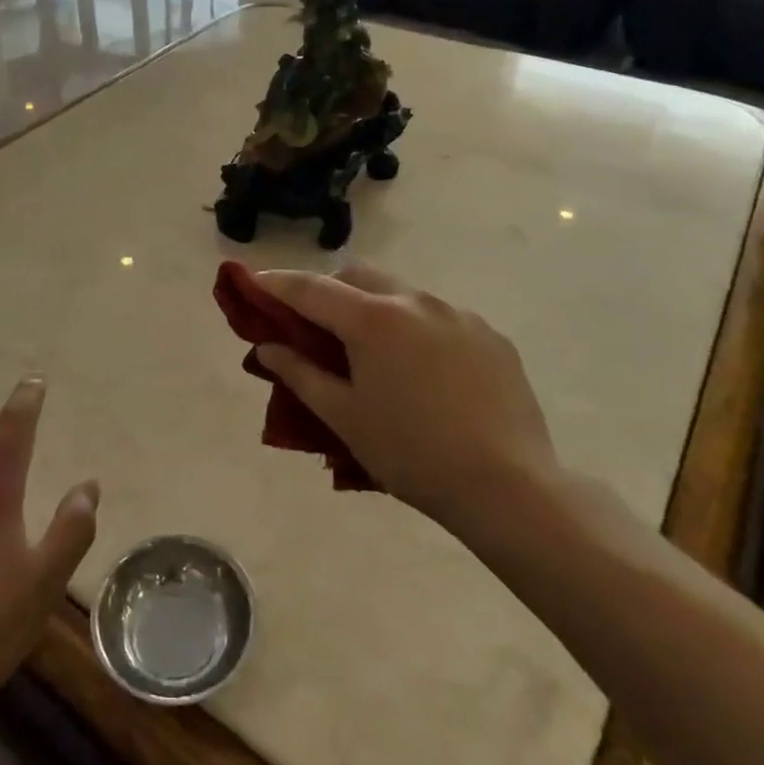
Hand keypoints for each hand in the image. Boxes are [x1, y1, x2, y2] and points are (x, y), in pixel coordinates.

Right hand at [253, 267, 558, 531]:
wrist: (510, 488)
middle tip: (313, 322)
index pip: (311, 288)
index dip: (277, 282)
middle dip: (328, 289)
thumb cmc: (412, 454)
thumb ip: (300, 374)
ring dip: (374, 306)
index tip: (253, 280)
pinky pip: (439, 316)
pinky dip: (415, 327)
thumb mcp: (344, 417)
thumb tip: (268, 348)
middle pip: (358, 276)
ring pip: (401, 292)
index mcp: (373, 319)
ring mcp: (458, 314)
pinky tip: (422, 369)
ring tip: (371, 350)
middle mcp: (415, 301)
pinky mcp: (490, 335)